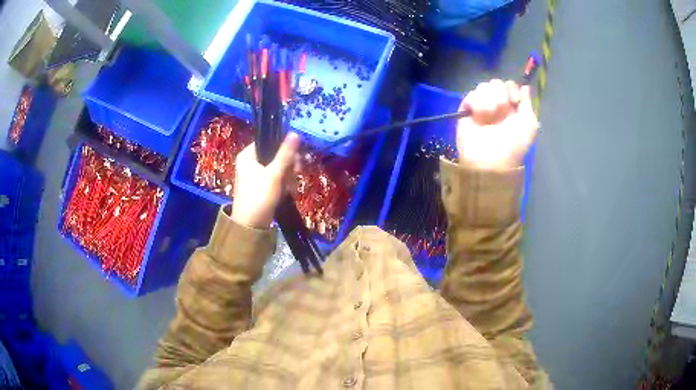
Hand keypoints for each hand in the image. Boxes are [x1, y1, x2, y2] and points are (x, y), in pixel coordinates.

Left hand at [231, 133, 300, 228]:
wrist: (251, 226)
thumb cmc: (259, 196)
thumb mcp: (274, 174)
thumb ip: (285, 154)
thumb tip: (295, 133)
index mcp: (248, 155)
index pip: (268, 141)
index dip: (283, 147)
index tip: (295, 157)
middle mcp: (251, 162)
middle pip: (276, 155)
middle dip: (288, 165)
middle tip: (295, 172)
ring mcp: (257, 175)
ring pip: (279, 167)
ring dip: (287, 176)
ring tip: (288, 187)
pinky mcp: (262, 186)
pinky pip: (277, 179)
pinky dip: (283, 184)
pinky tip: (286, 192)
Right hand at [457, 79, 537, 169]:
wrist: (492, 158)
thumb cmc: (514, 144)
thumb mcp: (529, 124)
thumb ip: (527, 102)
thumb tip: (524, 86)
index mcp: (511, 107)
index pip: (509, 85)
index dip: (512, 89)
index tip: (514, 101)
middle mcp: (496, 104)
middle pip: (496, 83)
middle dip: (500, 94)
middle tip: (501, 111)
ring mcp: (480, 106)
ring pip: (483, 87)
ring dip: (489, 100)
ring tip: (490, 115)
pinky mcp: (466, 109)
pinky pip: (471, 95)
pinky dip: (477, 104)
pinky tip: (479, 117)